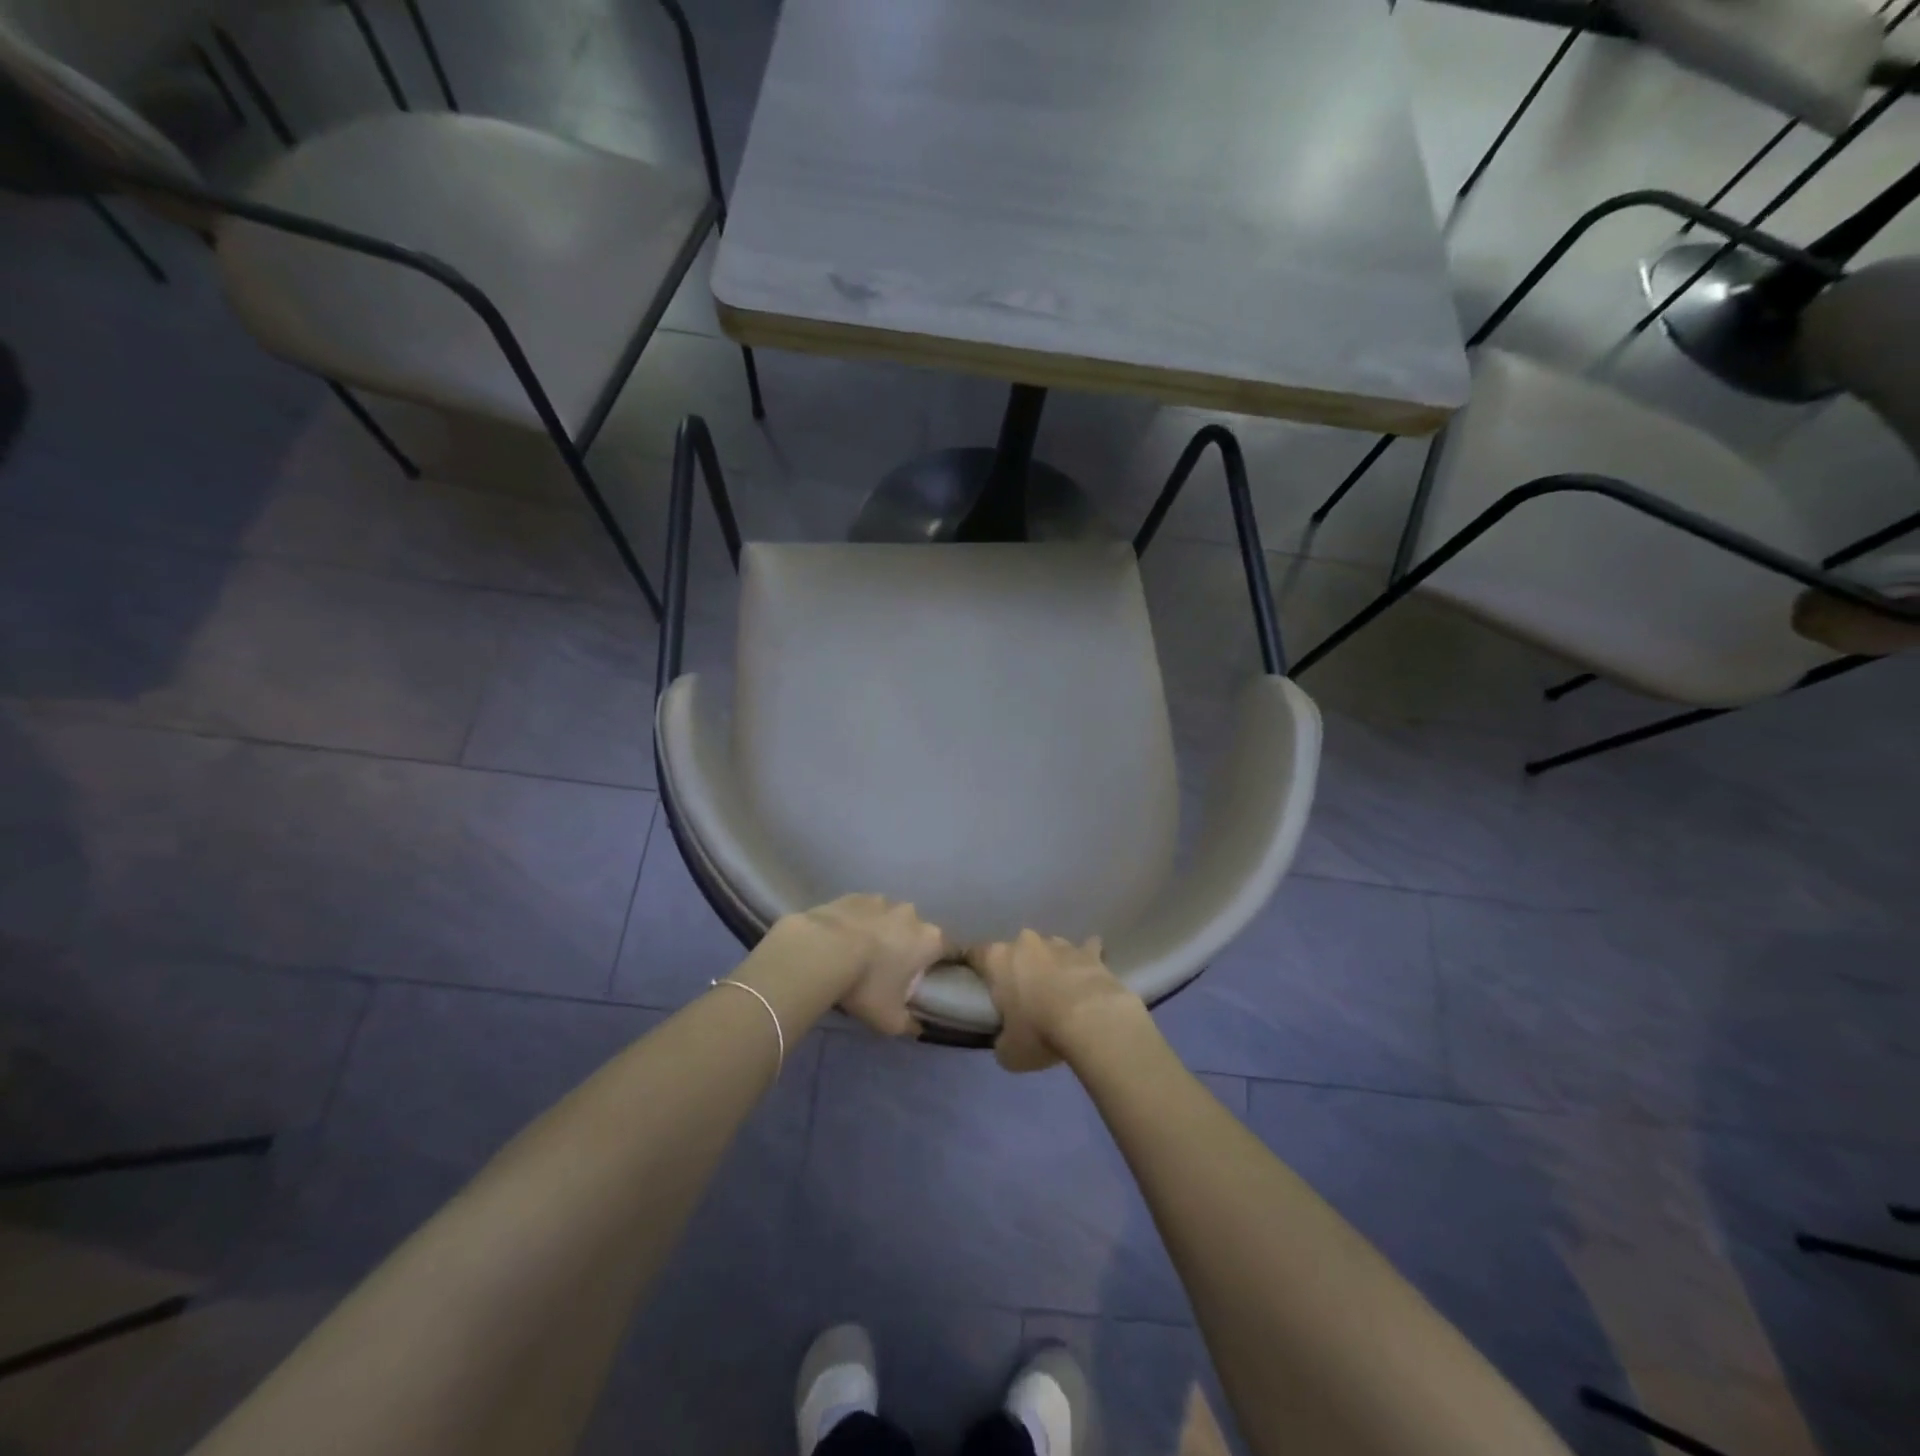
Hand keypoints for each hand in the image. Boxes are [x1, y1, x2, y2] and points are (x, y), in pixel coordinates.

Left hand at [783, 895, 951, 1036]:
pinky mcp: (854, 896)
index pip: (951, 949)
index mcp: (929, 940)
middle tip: (892, 972)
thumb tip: (917, 1027)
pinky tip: (841, 942)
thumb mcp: (890, 1019)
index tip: (933, 978)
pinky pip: (864, 912)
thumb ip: (909, 1024)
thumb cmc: (866, 985)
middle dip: (909, 948)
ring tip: (861, 955)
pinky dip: (858, 924)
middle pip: (918, 932)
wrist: (821, 950)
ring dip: (882, 934)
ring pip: (890, 919)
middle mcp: (911, 914)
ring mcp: (882, 900)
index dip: (945, 964)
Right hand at [966, 930, 1139, 1071]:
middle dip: (1018, 967)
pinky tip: (1090, 972)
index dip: (974, 965)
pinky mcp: (1090, 951)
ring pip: (1049, 949)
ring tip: (1058, 990)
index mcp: (997, 960)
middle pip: (1015, 950)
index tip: (976, 979)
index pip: (975, 954)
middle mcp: (1025, 943)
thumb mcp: (1009, 1052)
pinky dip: (1086, 960)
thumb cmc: (1038, 1031)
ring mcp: (1060, 944)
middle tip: (1022, 994)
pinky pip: (1086, 950)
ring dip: (1050, 964)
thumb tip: (1006, 1041)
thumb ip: (1002, 1041)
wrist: (1091, 1019)